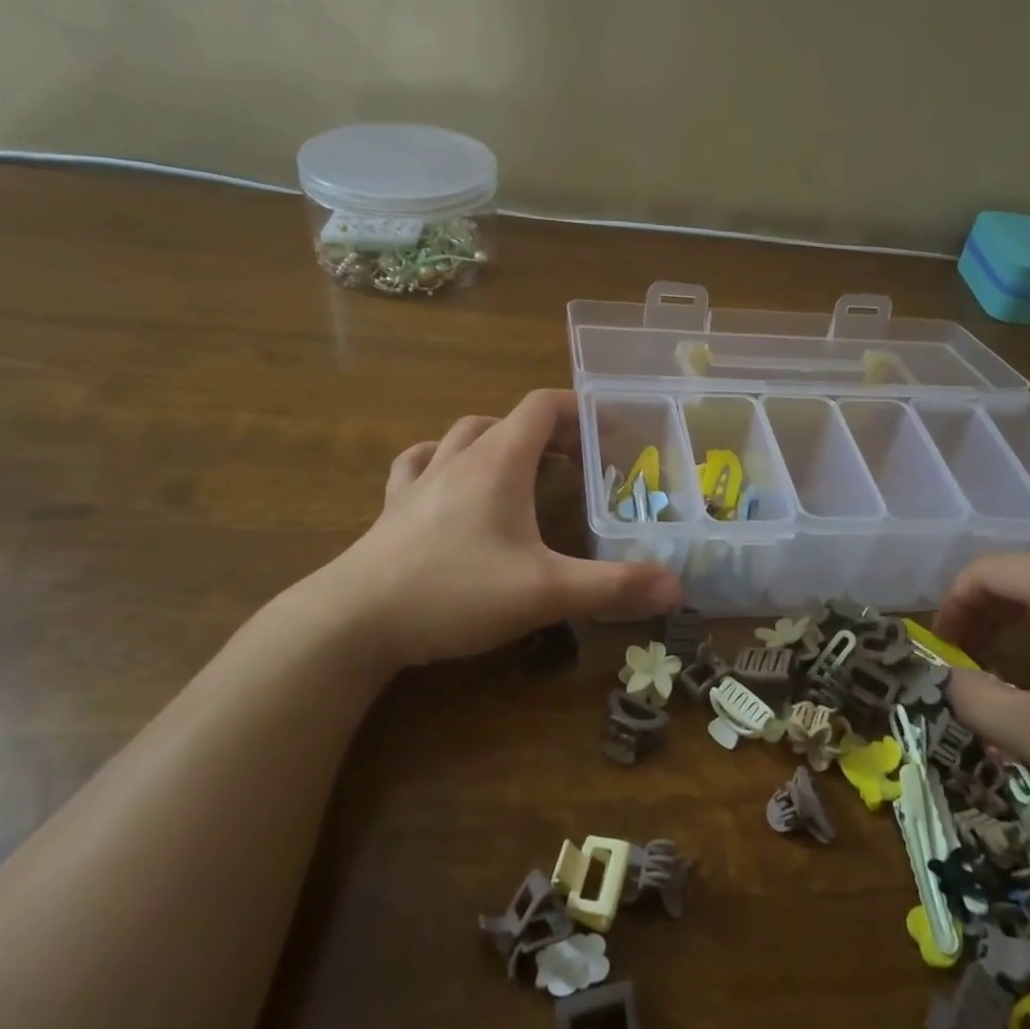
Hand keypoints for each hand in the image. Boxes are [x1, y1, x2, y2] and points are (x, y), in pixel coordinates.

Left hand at [286, 390, 681, 668]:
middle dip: (544, 430)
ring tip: (518, 466)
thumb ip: (613, 587)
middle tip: (574, 460)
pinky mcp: (392, 509)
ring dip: (494, 439)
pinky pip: (418, 464)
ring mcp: (419, 480)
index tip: (608, 428)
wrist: (353, 621)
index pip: (542, 406)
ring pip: (461, 435)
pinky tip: (446, 481)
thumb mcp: (545, 592)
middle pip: (506, 419)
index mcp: (498, 462)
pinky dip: (441, 460)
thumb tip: (676, 587)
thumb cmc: (454, 592)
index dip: (577, 408)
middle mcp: (458, 458)